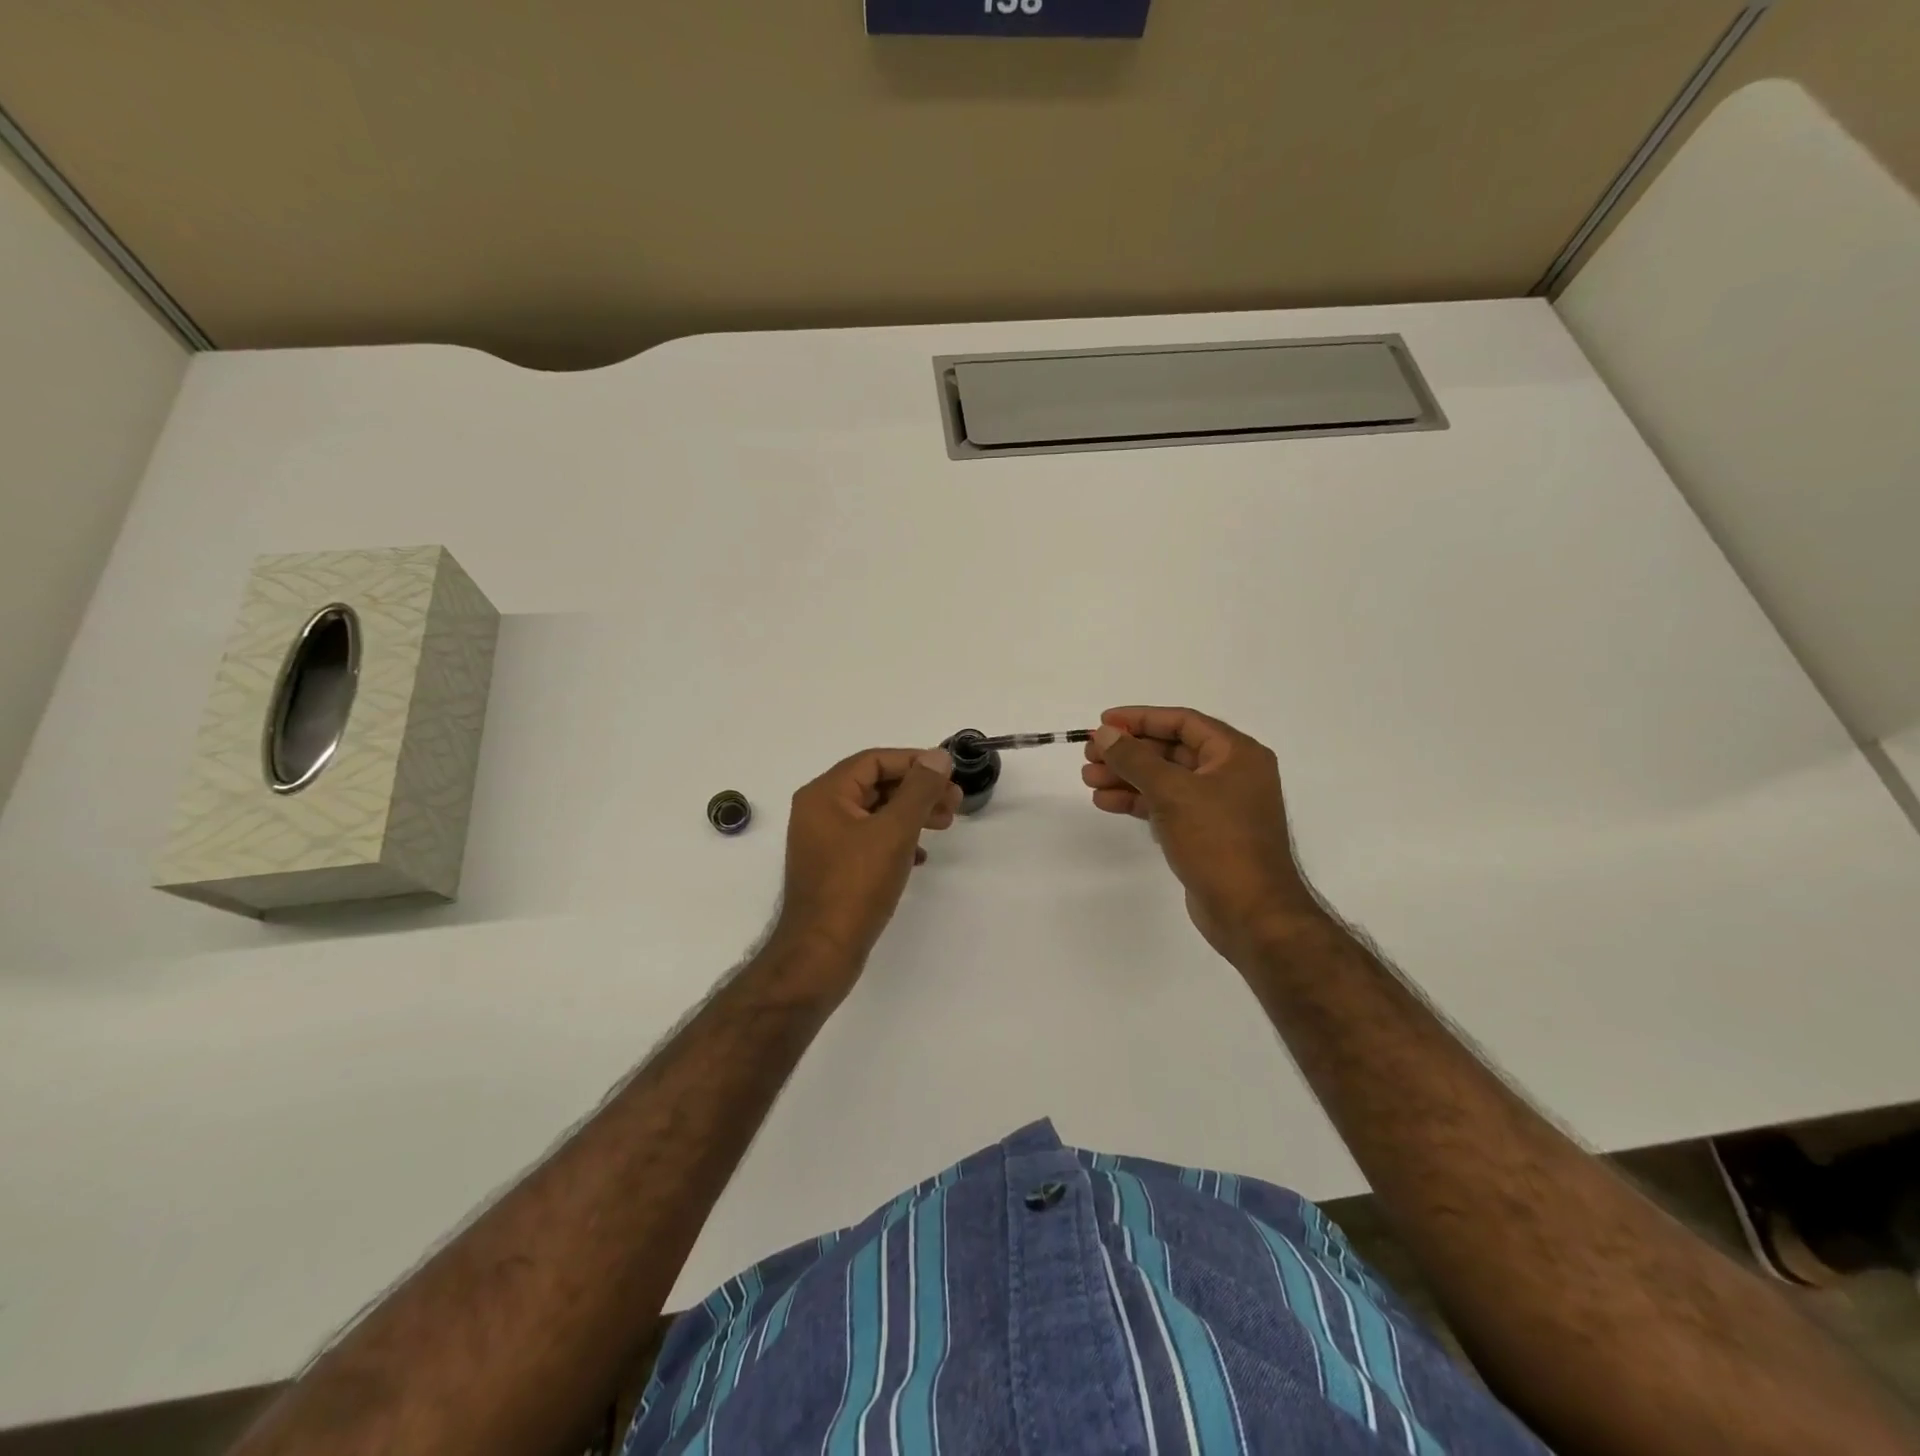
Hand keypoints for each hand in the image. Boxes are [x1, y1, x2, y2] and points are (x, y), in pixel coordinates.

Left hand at [771, 746, 961, 974]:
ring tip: (945, 825)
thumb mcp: (894, 832)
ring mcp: (824, 840)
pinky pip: (870, 839)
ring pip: (875, 813)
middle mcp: (819, 810)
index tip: (949, 774)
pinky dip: (897, 839)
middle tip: (955, 803)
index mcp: (825, 794)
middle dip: (917, 790)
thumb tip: (938, 756)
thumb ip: (919, 790)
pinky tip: (921, 856)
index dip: (915, 762)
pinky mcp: (833, 867)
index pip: (874, 760)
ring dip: (912, 814)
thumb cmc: (856, 886)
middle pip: (875, 784)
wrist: (821, 953)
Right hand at [1084, 706, 1318, 963]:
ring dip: (1127, 777)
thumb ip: (1135, 759)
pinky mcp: (1205, 833)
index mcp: (1237, 754)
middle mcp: (1231, 774)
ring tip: (1088, 779)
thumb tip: (1106, 733)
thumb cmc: (1217, 841)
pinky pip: (1167, 805)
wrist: (1250, 913)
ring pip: (1165, 780)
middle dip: (1129, 752)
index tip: (1103, 722)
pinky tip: (1107, 802)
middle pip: (1171, 750)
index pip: (1183, 722)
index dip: (1140, 719)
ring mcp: (1219, 806)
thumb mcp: (1172, 792)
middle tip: (1090, 754)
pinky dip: (1138, 801)